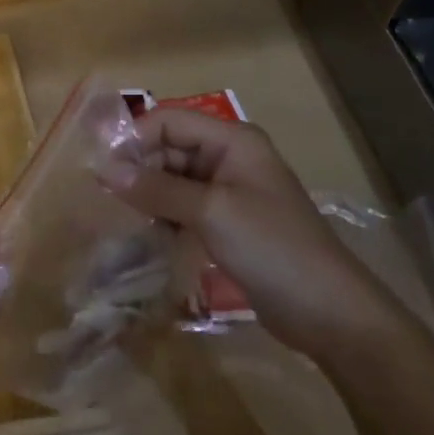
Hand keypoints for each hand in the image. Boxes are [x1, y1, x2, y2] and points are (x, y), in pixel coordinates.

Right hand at [110, 108, 396, 354]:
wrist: (330, 313)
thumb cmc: (272, 248)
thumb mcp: (210, 212)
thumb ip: (156, 188)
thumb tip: (103, 170)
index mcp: (232, 140)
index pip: (168, 121)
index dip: (135, 139)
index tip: (103, 170)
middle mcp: (229, 157)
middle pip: (169, 148)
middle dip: (139, 169)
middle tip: (110, 199)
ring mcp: (229, 191)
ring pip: (173, 178)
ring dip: (149, 195)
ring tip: (127, 219)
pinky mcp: (227, 222)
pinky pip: (184, 205)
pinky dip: (165, 215)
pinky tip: (150, 234)